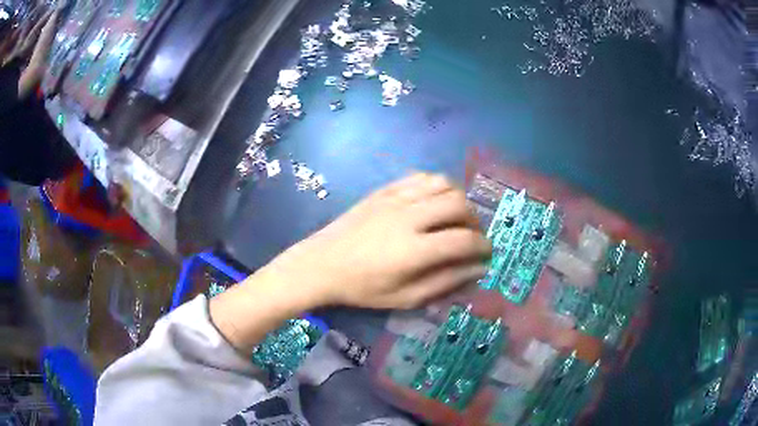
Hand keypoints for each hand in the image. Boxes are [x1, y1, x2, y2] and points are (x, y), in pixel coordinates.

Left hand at [261, 173, 491, 309]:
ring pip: (443, 184)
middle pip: (459, 205)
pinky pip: (421, 177)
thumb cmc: (362, 287)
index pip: (464, 241)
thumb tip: (477, 269)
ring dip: (458, 199)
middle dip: (475, 221)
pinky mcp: (385, 190)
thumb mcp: (405, 297)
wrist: (322, 264)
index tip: (487, 253)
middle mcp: (409, 217)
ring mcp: (396, 199)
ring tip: (456, 217)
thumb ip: (445, 282)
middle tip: (472, 236)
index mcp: (414, 250)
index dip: (483, 247)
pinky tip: (433, 201)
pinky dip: (436, 186)